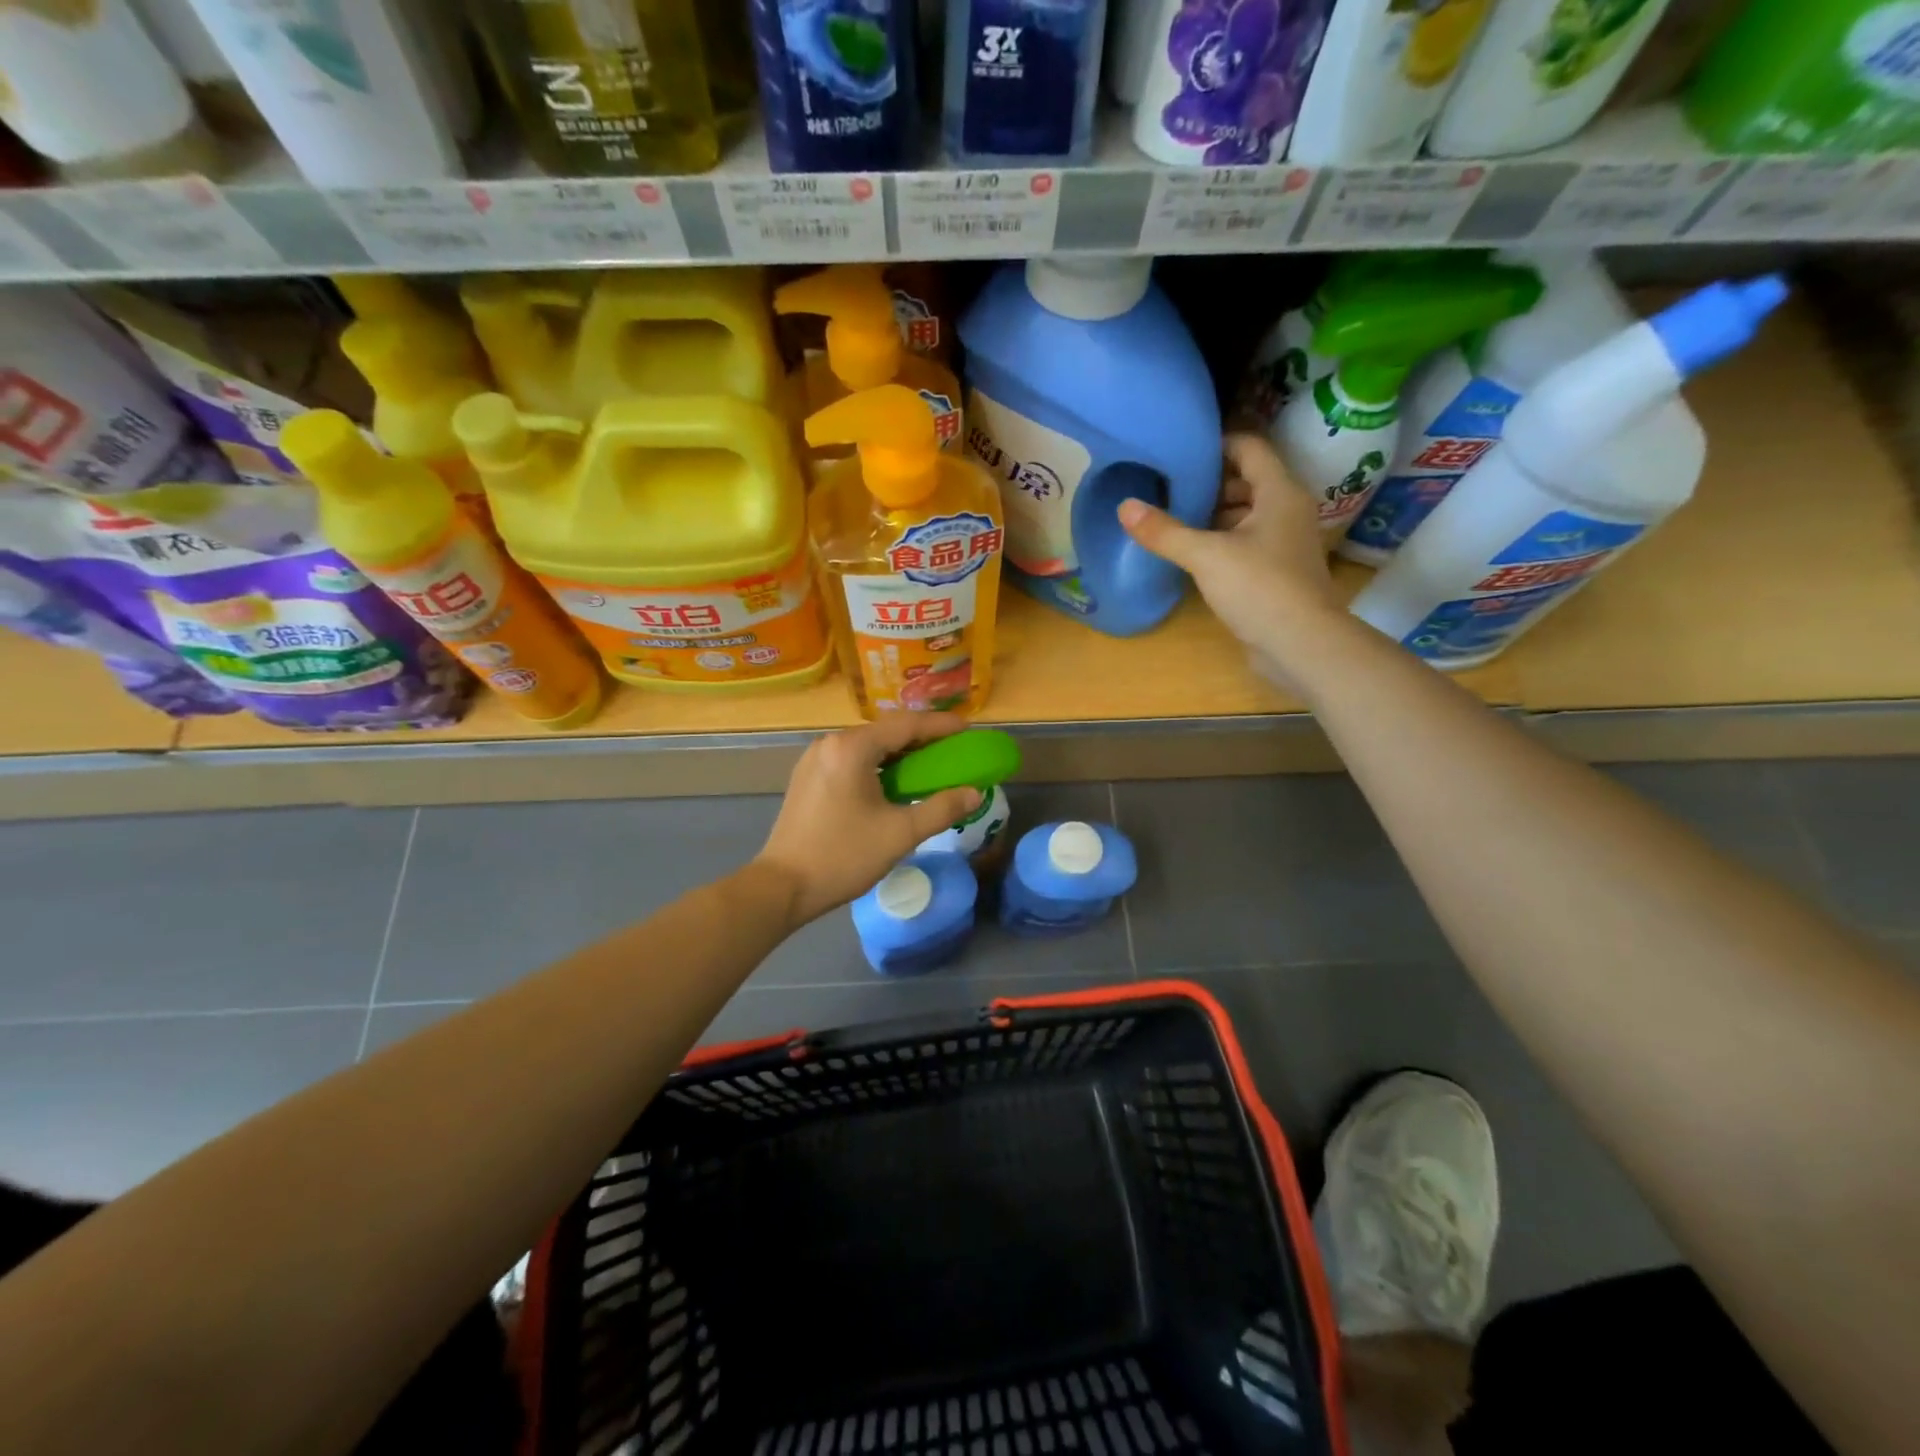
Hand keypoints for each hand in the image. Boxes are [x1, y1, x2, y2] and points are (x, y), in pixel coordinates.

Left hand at [755, 712, 982, 927]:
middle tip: (953, 750)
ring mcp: (814, 759)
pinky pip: (851, 761)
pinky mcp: (808, 777)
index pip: (906, 725)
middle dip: (921, 739)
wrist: (783, 887)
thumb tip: (974, 793)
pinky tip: (893, 783)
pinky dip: (878, 766)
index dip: (941, 726)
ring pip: (868, 747)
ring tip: (928, 766)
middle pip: (886, 732)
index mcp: (852, 748)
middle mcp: (831, 744)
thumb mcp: (901, 833)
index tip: (968, 729)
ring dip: (899, 754)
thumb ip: (941, 809)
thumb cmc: (844, 856)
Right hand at [1120, 433, 1343, 690]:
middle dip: (1210, 483)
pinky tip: (1194, 554)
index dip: (1216, 444)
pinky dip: (1223, 542)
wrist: (1302, 644)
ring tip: (1174, 518)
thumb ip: (1165, 531)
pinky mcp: (1278, 572)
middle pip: (1248, 481)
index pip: (1249, 448)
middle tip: (1169, 487)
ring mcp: (1286, 543)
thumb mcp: (1206, 556)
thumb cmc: (1260, 588)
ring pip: (1247, 515)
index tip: (1180, 452)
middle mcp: (1288, 511)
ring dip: (1215, 515)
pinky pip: (1248, 544)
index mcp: (1279, 492)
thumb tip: (1124, 506)